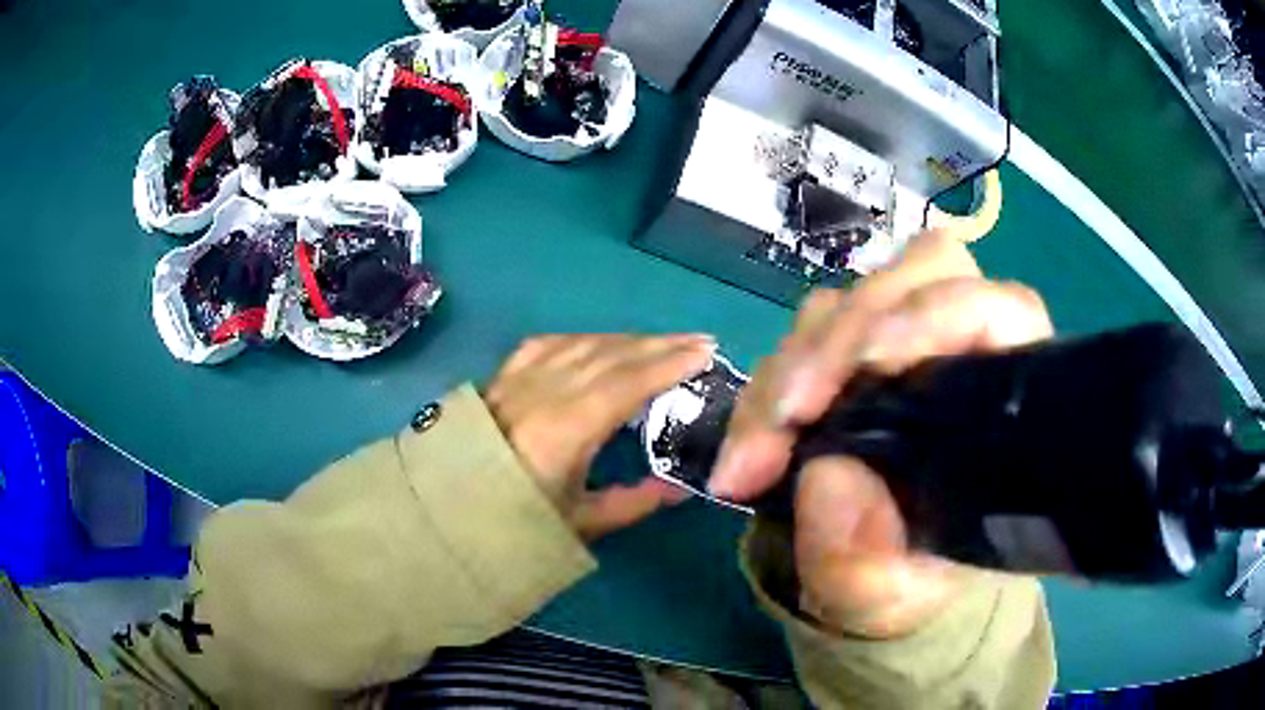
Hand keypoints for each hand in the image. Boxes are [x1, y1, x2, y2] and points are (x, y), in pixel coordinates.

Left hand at [486, 334, 715, 539]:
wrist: (447, 510)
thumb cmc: (513, 522)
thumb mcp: (579, 523)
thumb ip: (634, 502)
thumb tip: (680, 487)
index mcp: (564, 429)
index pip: (626, 382)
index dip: (669, 364)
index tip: (704, 352)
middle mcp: (543, 391)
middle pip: (610, 354)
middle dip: (659, 345)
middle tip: (698, 343)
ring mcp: (518, 378)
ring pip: (582, 343)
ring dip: (626, 339)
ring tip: (660, 343)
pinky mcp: (501, 375)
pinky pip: (549, 343)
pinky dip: (583, 339)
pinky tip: (598, 343)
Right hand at [712, 231, 1053, 637]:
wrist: (882, 575)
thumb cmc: (914, 582)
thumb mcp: (893, 599)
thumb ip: (867, 565)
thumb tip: (827, 479)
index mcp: (999, 396)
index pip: (991, 309)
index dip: (934, 312)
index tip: (872, 359)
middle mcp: (955, 352)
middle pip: (902, 286)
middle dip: (834, 345)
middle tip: (783, 424)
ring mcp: (897, 345)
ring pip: (840, 310)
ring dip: (788, 374)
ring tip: (753, 458)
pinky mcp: (847, 357)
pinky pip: (799, 345)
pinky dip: (766, 392)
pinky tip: (749, 450)